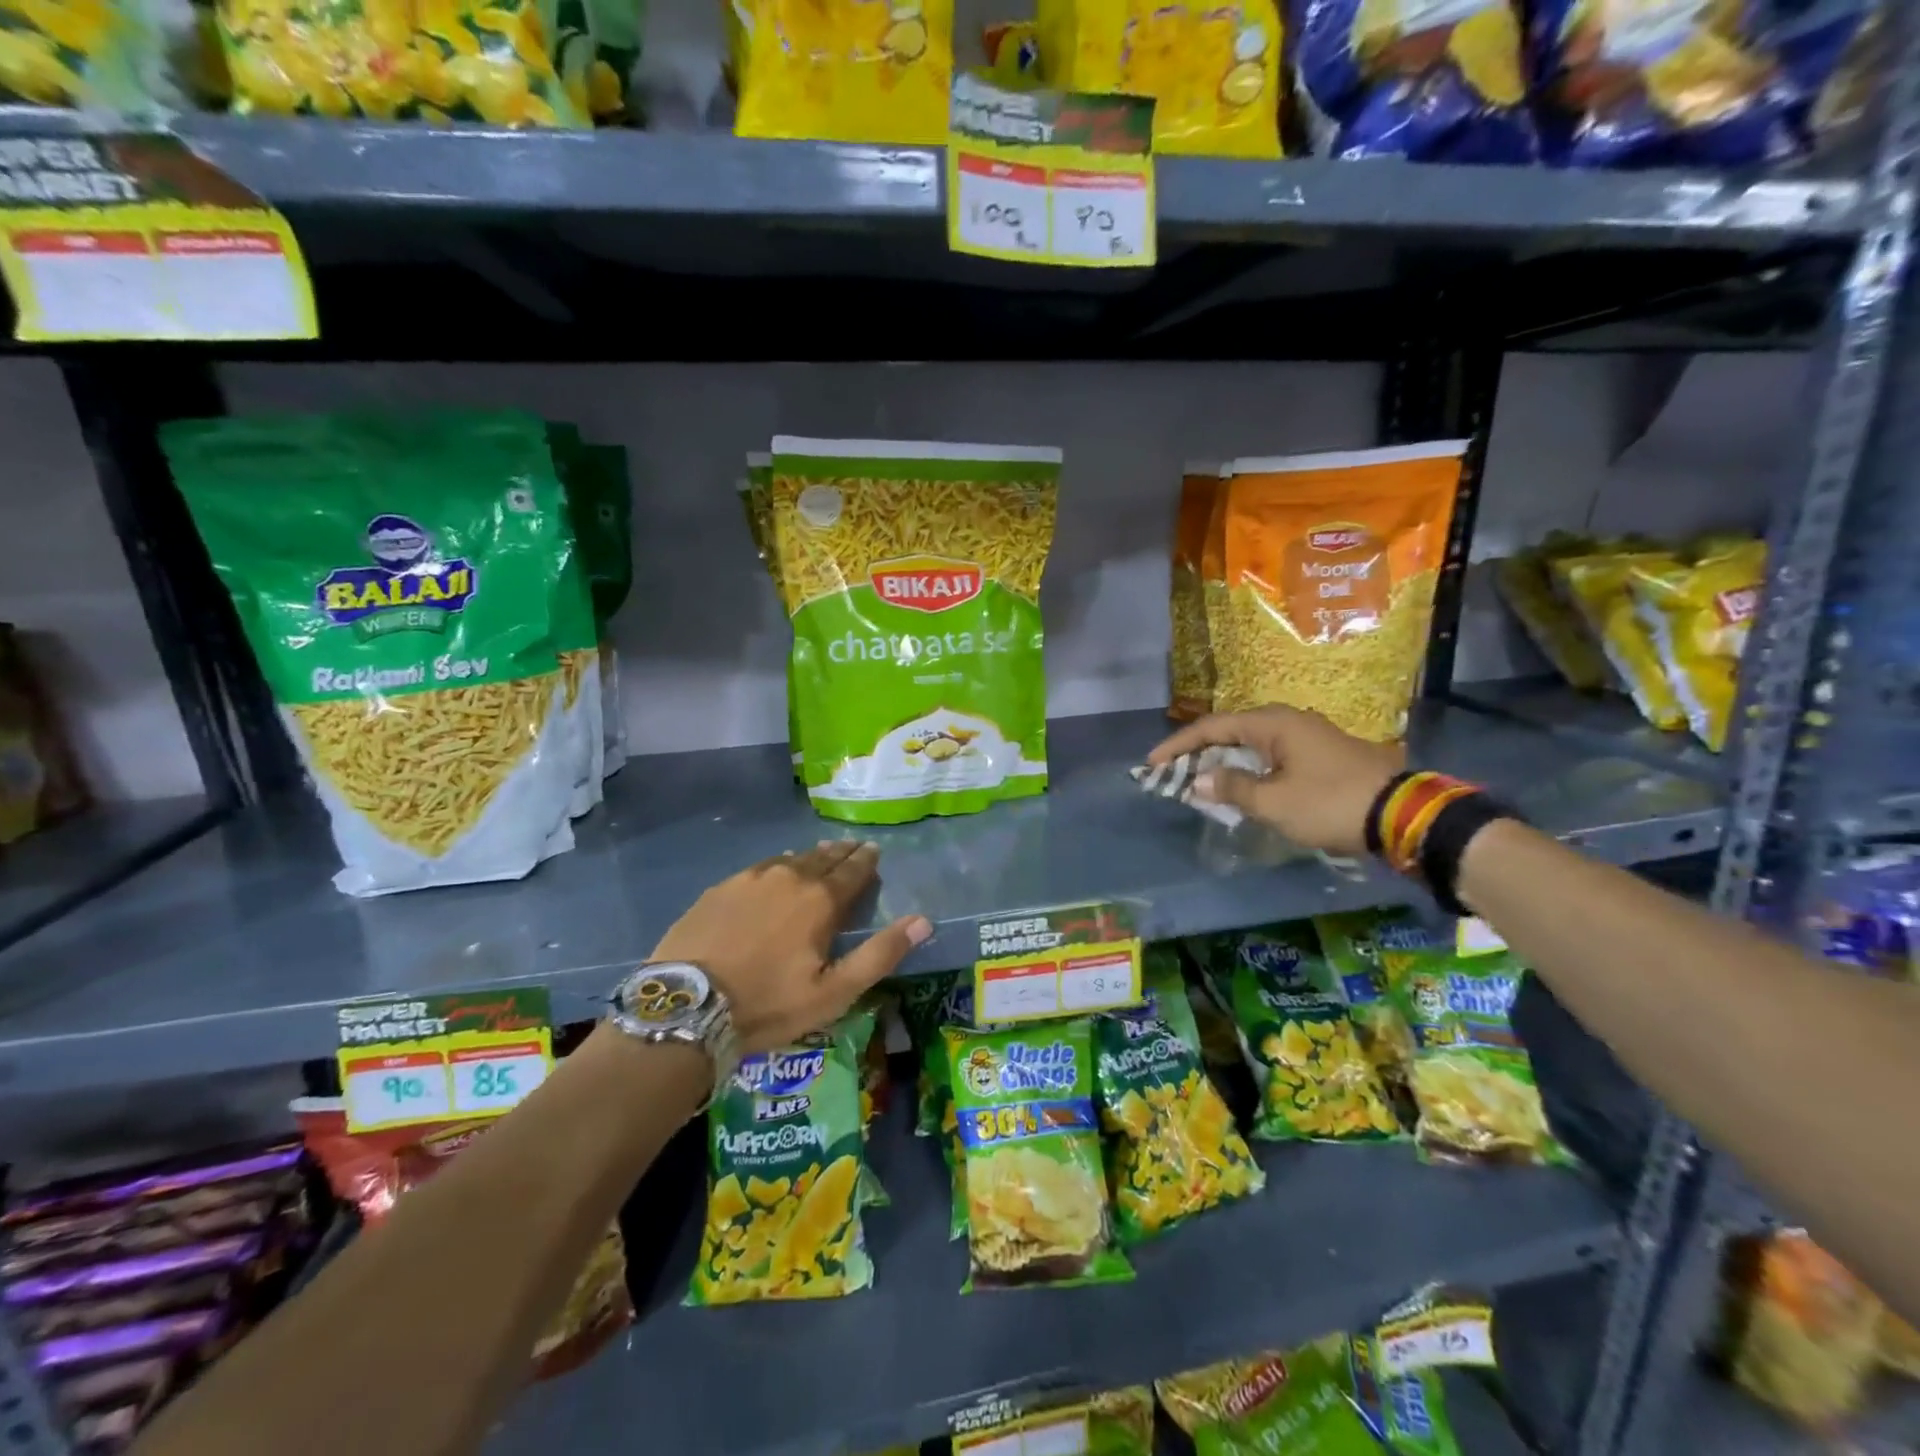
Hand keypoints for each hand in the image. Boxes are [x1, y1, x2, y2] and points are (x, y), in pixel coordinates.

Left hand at [649, 840, 931, 1053]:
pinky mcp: (720, 889)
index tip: (874, 851)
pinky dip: (776, 866)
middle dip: (842, 853)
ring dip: (810, 857)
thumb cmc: (768, 1004)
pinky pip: (759, 868)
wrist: (687, 1007)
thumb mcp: (834, 992)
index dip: (867, 860)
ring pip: (790, 859)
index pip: (853, 870)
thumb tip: (923, 921)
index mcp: (820, 899)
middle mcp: (789, 876)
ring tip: (819, 856)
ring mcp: (750, 878)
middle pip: (823, 858)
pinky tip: (774, 873)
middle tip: (852, 847)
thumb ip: (880, 954)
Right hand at [1148, 706, 1403, 856]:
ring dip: (1223, 764)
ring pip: (1251, 746)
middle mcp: (1288, 722)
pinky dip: (1247, 771)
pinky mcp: (1321, 757)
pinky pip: (1270, 758)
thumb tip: (1200, 779)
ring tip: (1199, 784)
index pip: (1211, 727)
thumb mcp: (1274, 801)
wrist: (1403, 815)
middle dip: (1198, 753)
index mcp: (1273, 724)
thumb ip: (1232, 788)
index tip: (1151, 763)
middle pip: (1230, 733)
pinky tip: (1239, 789)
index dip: (1178, 746)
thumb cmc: (1330, 803)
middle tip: (1172, 774)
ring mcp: (1307, 738)